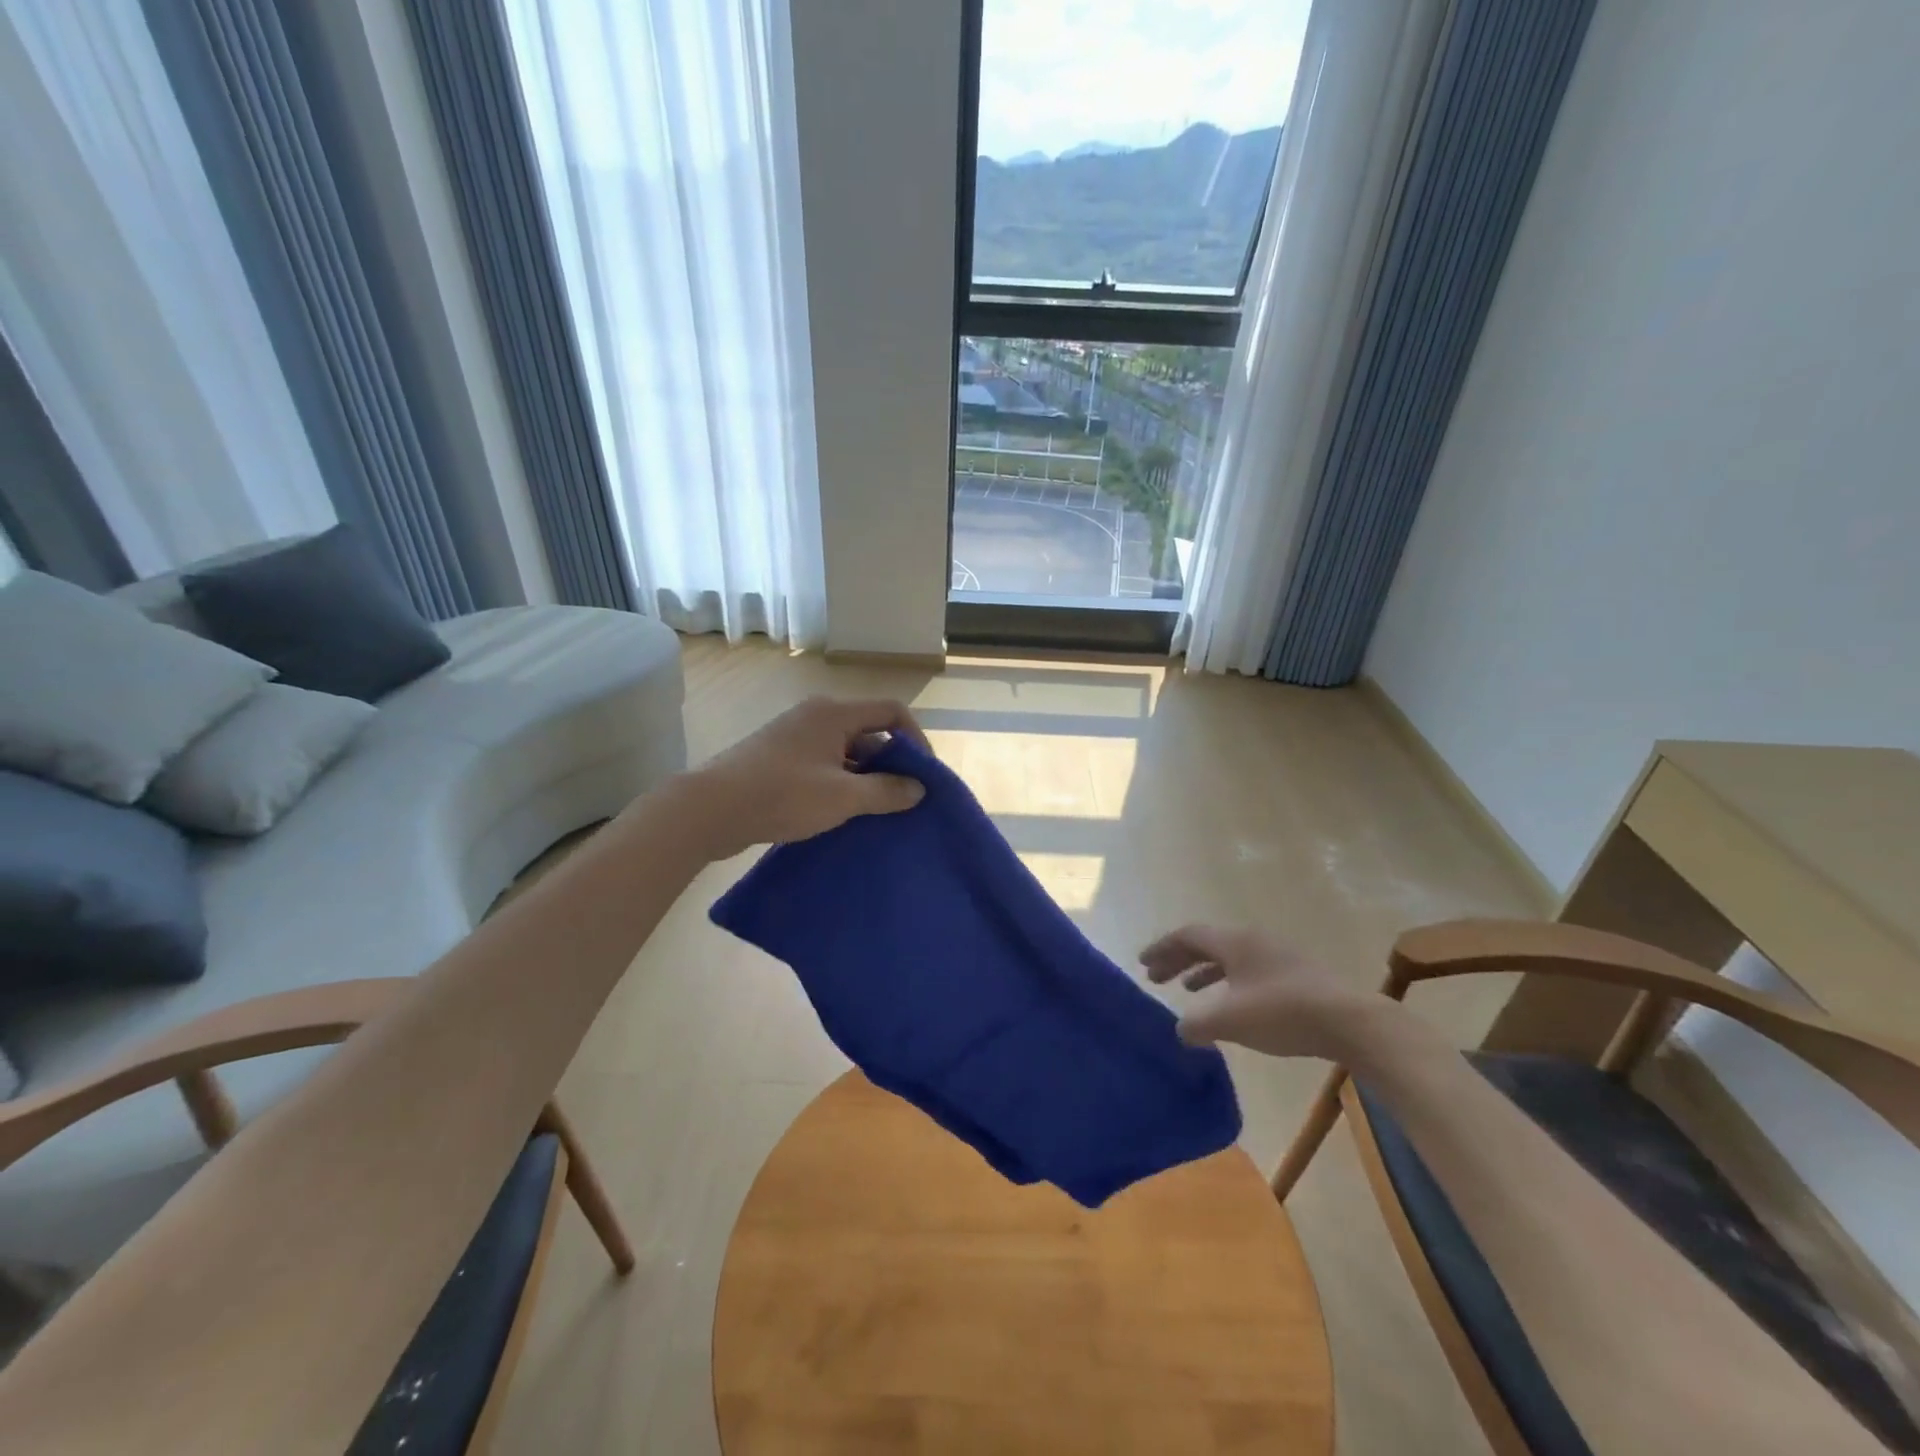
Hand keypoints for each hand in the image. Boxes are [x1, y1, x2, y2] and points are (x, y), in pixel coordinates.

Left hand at [688, 696, 929, 856]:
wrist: (710, 809)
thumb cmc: (783, 795)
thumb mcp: (843, 797)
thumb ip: (886, 791)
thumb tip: (919, 789)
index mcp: (834, 713)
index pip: (892, 711)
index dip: (915, 739)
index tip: (922, 775)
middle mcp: (816, 716)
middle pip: (869, 731)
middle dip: (890, 763)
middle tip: (902, 798)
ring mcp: (795, 736)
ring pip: (846, 751)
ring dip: (865, 777)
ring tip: (876, 812)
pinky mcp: (779, 758)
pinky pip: (824, 763)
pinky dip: (840, 783)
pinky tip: (843, 813)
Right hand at [1142, 925, 1377, 1060]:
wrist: (1350, 1021)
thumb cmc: (1281, 1012)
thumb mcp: (1230, 1020)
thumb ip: (1197, 1024)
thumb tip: (1180, 1030)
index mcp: (1232, 941)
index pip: (1187, 936)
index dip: (1162, 948)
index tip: (1143, 964)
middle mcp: (1252, 940)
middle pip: (1207, 943)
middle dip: (1179, 959)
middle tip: (1157, 978)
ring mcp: (1277, 955)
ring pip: (1229, 957)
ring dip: (1204, 971)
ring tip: (1189, 990)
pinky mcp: (1296, 974)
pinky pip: (1248, 969)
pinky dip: (1228, 982)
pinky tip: (1231, 1005)